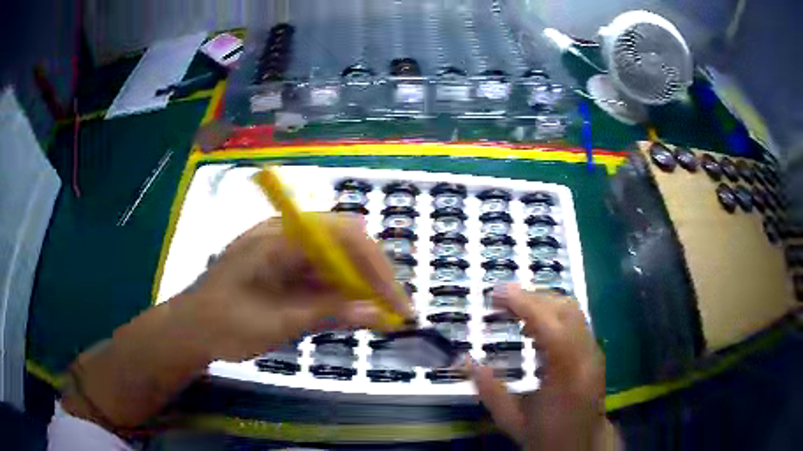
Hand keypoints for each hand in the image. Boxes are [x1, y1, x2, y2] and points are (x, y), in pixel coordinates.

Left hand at [171, 213, 413, 361]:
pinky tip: (354, 312)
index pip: (342, 235)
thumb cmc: (225, 326)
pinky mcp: (284, 268)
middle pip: (345, 242)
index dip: (376, 266)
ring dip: (361, 285)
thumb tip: (381, 316)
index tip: (397, 303)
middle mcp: (285, 235)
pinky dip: (342, 293)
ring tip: (382, 315)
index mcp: (278, 238)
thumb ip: (329, 314)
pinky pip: (322, 274)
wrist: (190, 331)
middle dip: (374, 275)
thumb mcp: (277, 323)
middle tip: (394, 310)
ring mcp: (284, 251)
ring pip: (337, 259)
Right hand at [469, 284, 615, 450]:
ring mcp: (593, 352)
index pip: (551, 327)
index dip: (524, 304)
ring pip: (573, 310)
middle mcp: (586, 357)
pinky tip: (532, 328)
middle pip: (566, 309)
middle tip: (501, 299)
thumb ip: (488, 390)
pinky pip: (574, 321)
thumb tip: (465, 361)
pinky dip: (552, 314)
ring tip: (514, 309)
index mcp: (567, 376)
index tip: (497, 293)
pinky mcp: (593, 352)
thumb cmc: (547, 436)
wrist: (581, 445)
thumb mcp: (511, 420)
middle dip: (532, 297)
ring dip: (543, 303)